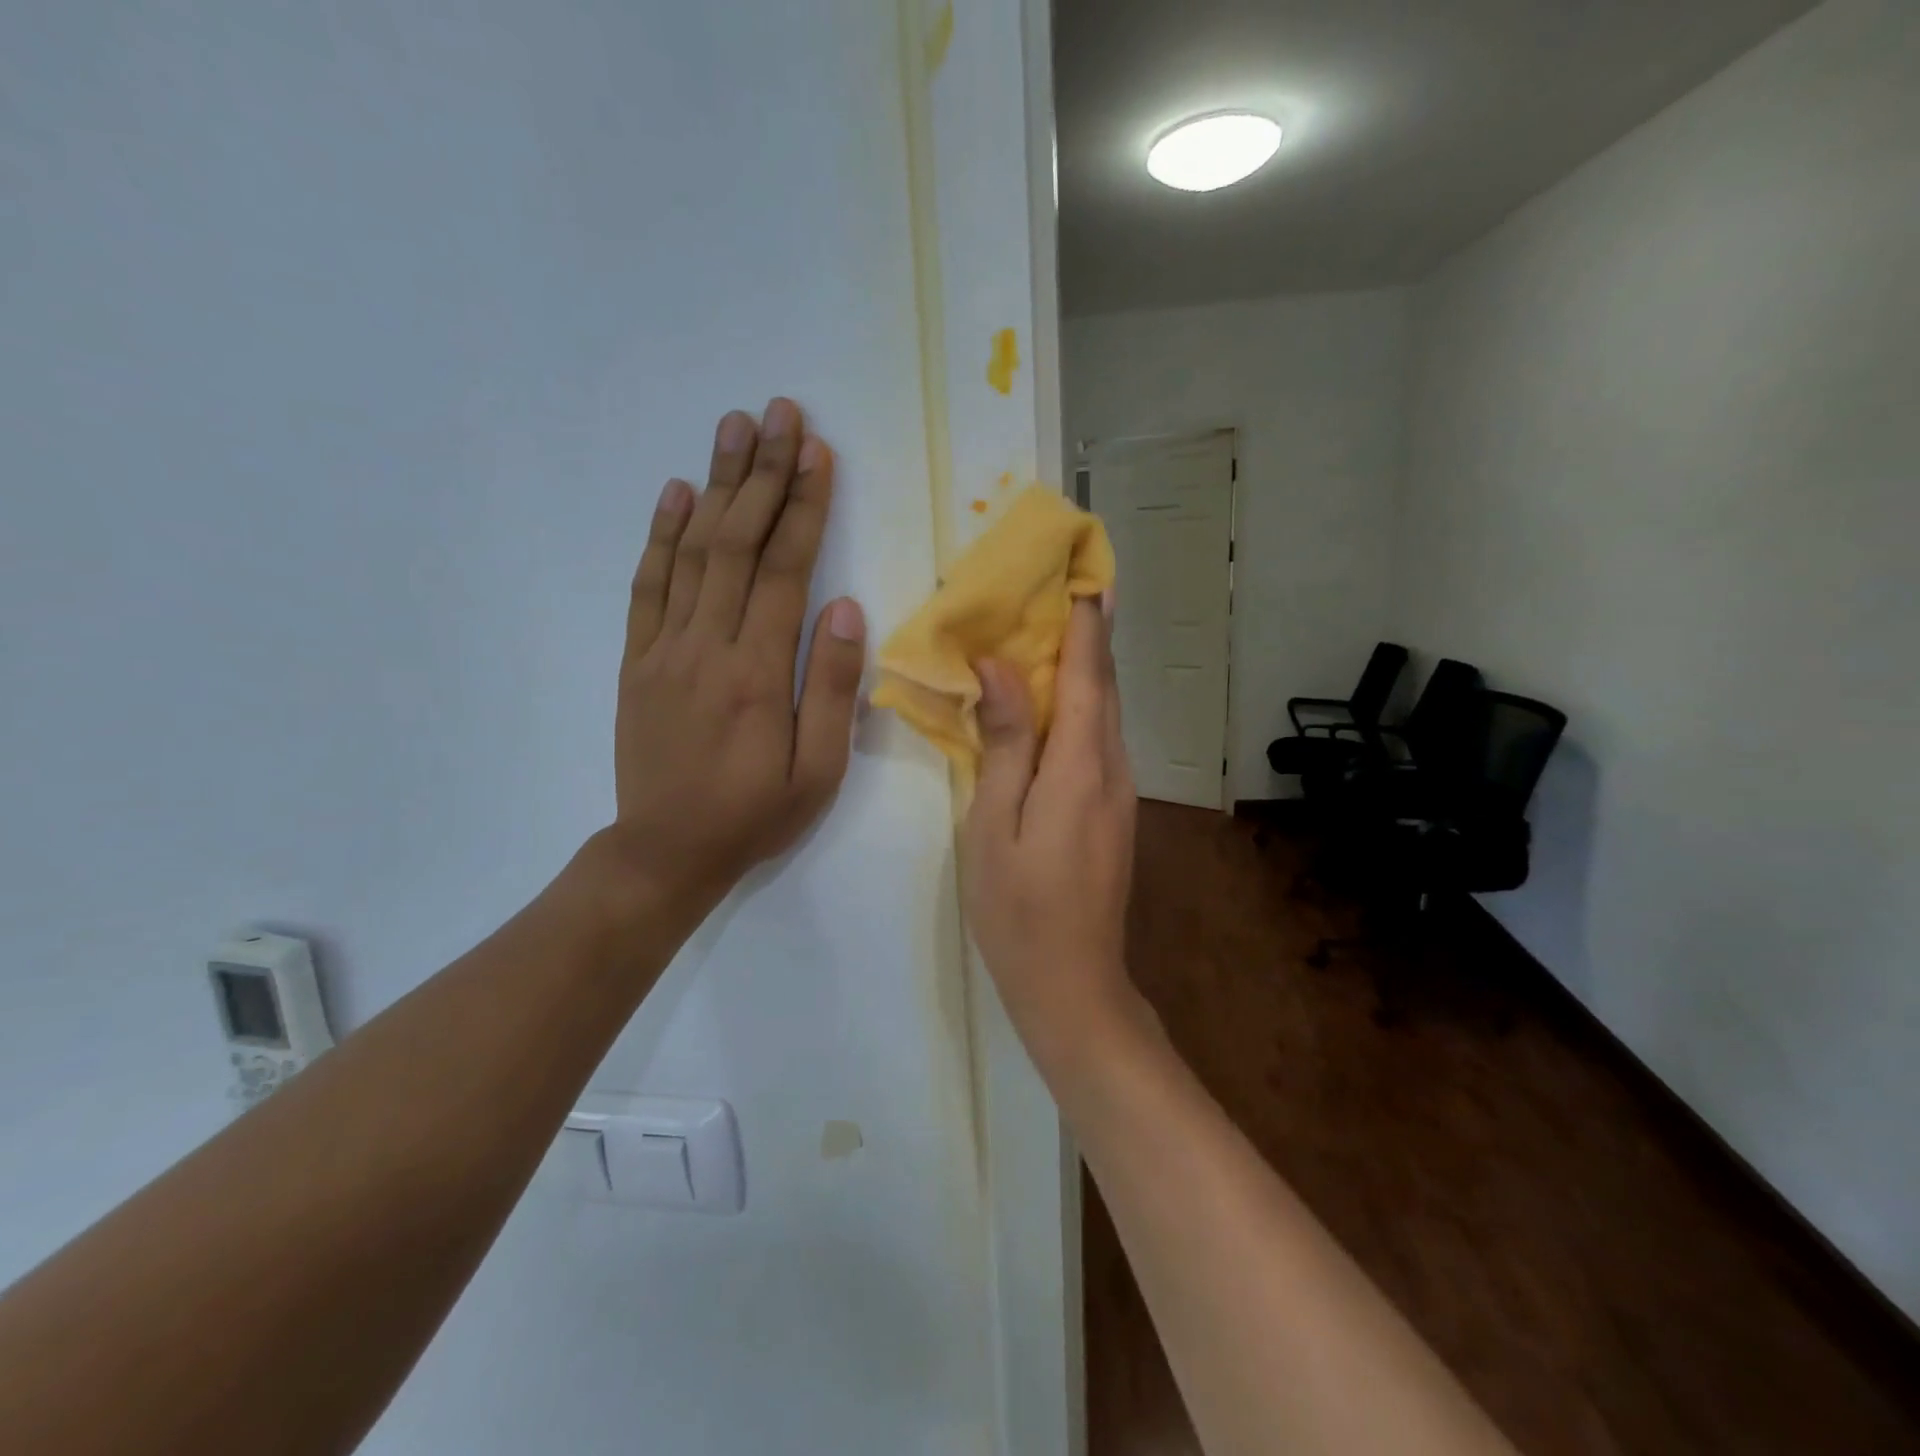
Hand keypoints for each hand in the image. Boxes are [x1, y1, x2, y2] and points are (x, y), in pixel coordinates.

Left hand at [587, 398, 866, 934]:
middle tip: (778, 412)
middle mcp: (708, 645)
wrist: (665, 852)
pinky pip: (647, 586)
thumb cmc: (754, 814)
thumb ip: (833, 688)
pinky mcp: (637, 660)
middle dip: (763, 473)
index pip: (785, 570)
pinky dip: (661, 535)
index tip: (818, 452)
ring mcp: (664, 648)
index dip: (804, 507)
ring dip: (716, 485)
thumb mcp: (818, 771)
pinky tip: (677, 493)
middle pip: (737, 543)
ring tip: (733, 428)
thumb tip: (846, 608)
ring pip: (691, 551)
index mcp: (758, 671)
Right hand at [960, 597, 1139, 1068]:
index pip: (1086, 675)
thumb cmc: (1018, 908)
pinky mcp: (1114, 811)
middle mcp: (1112, 769)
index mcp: (1081, 767)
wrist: (1073, 984)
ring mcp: (1120, 792)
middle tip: (1066, 589)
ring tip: (1054, 631)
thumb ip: (1005, 743)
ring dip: (1084, 669)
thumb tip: (1000, 669)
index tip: (1082, 575)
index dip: (1085, 624)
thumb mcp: (994, 824)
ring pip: (1104, 713)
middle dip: (1089, 636)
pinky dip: (1081, 706)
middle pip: (1103, 687)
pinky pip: (1099, 741)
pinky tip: (1053, 703)